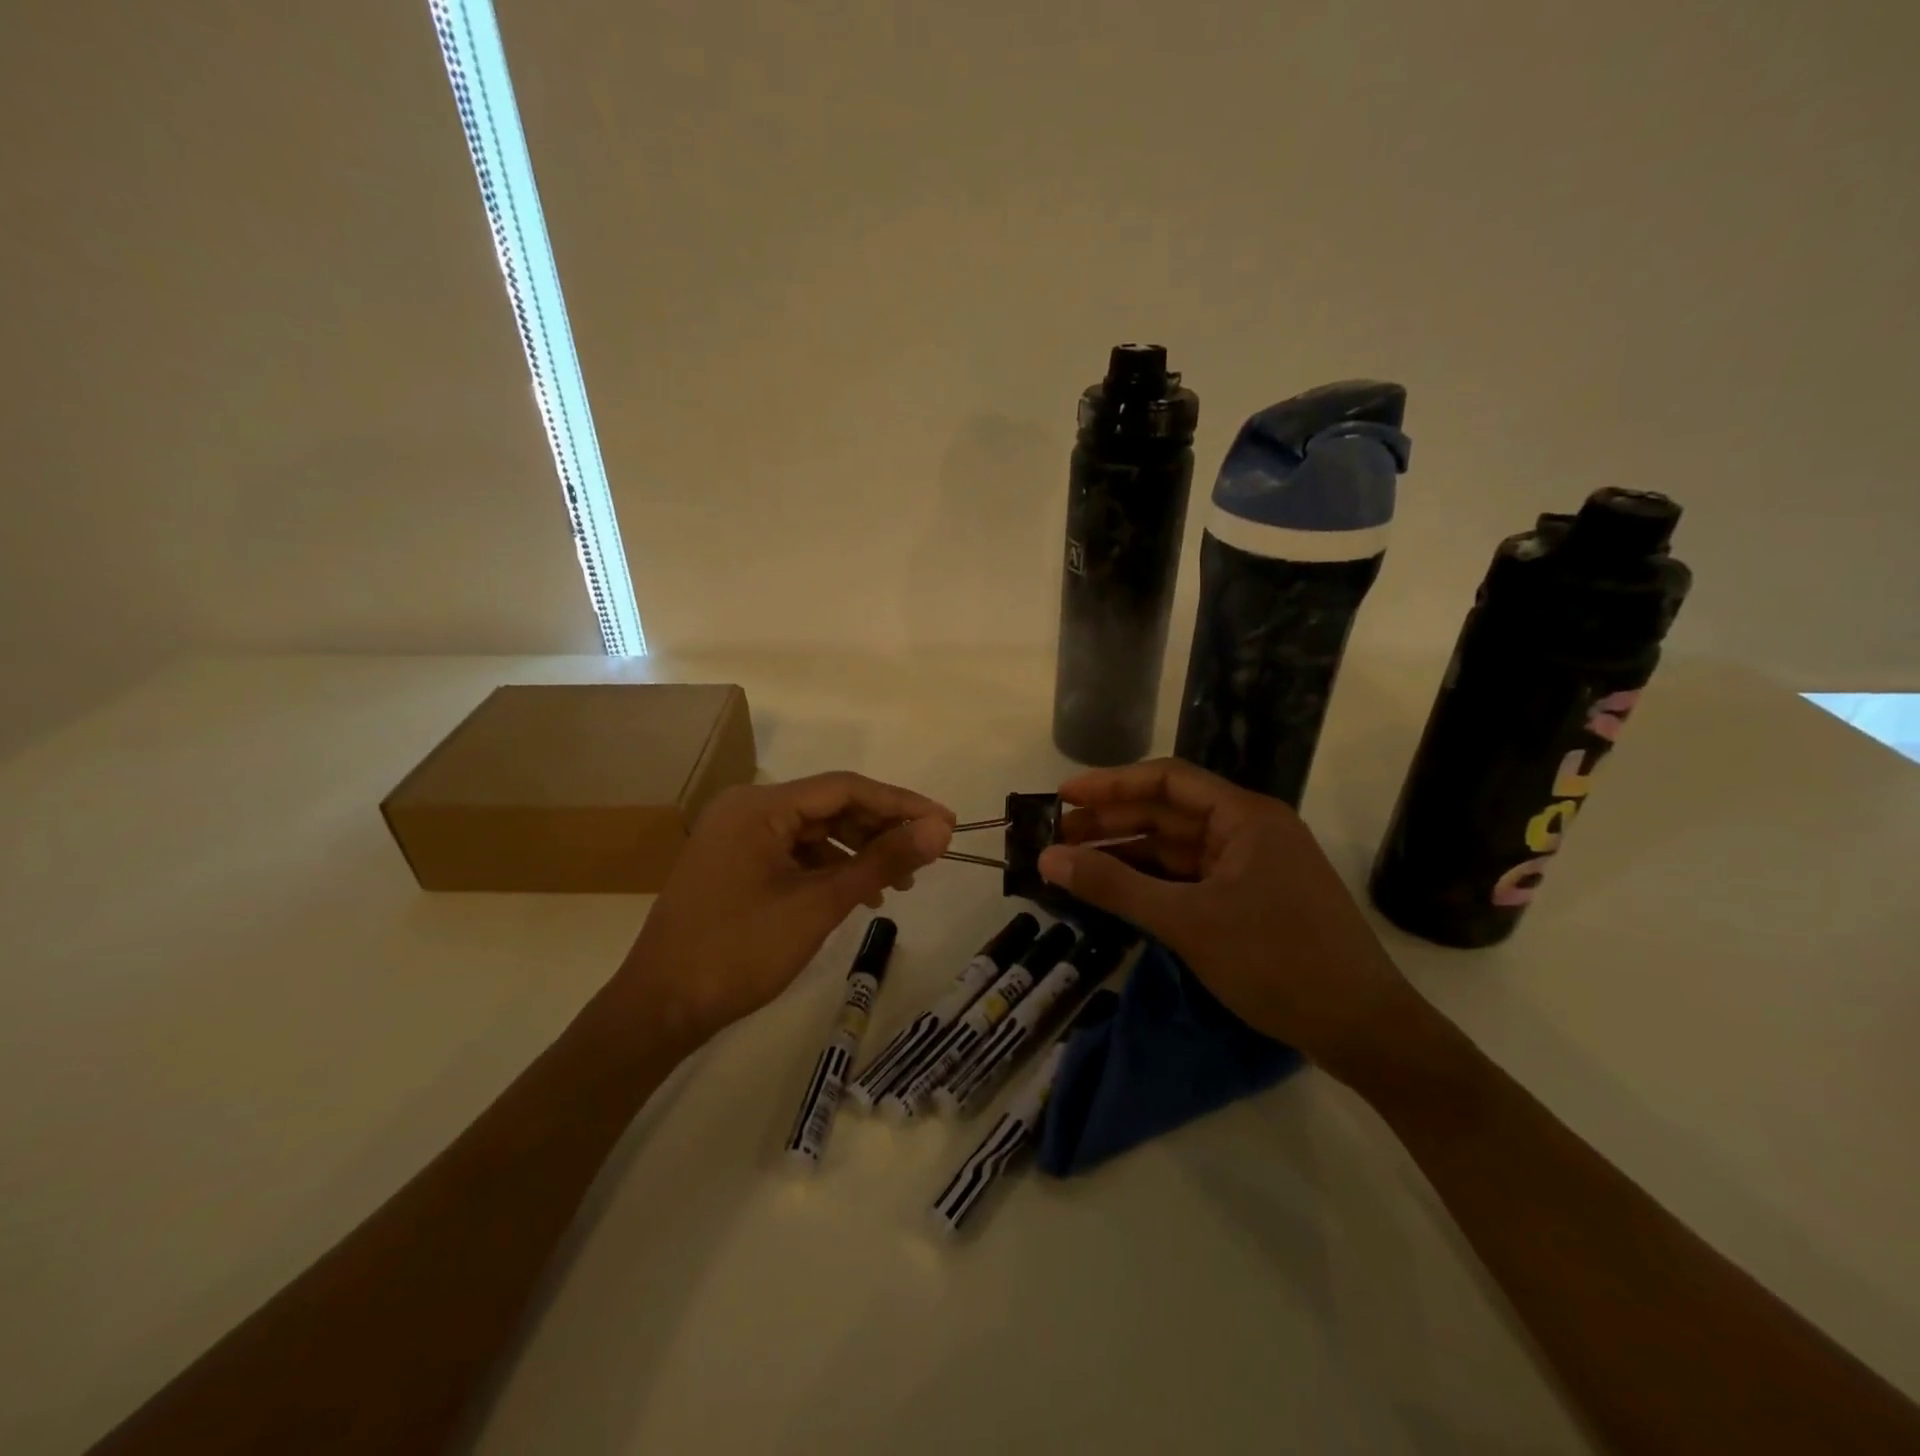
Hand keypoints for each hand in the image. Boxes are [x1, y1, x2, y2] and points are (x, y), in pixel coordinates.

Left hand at [616, 773, 953, 1048]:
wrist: (660, 1009)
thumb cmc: (739, 951)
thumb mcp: (819, 905)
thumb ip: (881, 861)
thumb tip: (940, 830)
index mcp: (760, 806)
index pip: (846, 788)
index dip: (901, 803)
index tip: (946, 822)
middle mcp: (747, 809)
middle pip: (830, 806)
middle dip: (881, 829)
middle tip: (927, 855)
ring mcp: (738, 837)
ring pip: (815, 832)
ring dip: (859, 852)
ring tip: (899, 883)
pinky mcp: (736, 864)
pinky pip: (795, 854)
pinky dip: (830, 869)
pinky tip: (859, 895)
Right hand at [1036, 757, 1413, 1068]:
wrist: (1364, 1031)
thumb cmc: (1278, 961)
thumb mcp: (1187, 922)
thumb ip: (1114, 887)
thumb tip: (1048, 859)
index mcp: (1245, 817)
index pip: (1166, 781)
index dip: (1110, 784)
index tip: (1062, 797)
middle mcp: (1249, 831)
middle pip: (1167, 814)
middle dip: (1111, 823)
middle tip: (1055, 838)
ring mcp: (1252, 868)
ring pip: (1176, 850)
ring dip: (1127, 855)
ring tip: (1072, 864)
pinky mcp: (1250, 902)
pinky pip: (1190, 880)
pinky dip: (1152, 884)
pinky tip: (1115, 892)